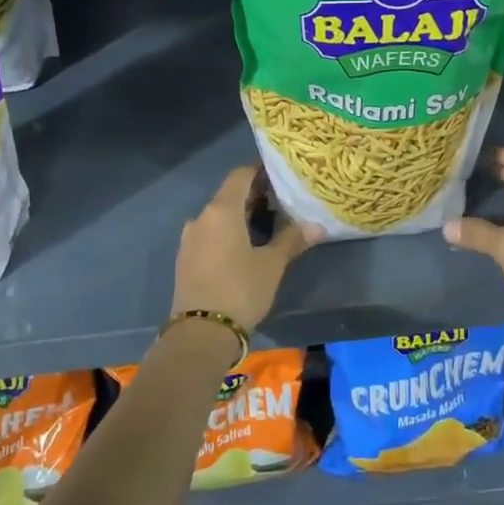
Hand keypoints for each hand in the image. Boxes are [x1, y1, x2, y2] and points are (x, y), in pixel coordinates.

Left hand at [171, 166, 321, 330]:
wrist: (200, 334)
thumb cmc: (240, 290)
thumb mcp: (272, 264)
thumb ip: (292, 239)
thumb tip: (317, 225)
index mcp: (221, 210)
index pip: (240, 175)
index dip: (260, 170)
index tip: (280, 172)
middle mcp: (201, 217)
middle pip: (229, 194)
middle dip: (254, 194)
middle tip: (281, 199)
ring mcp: (190, 239)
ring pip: (218, 215)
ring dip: (240, 214)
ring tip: (267, 223)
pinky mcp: (186, 258)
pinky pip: (210, 233)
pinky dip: (227, 231)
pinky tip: (245, 246)